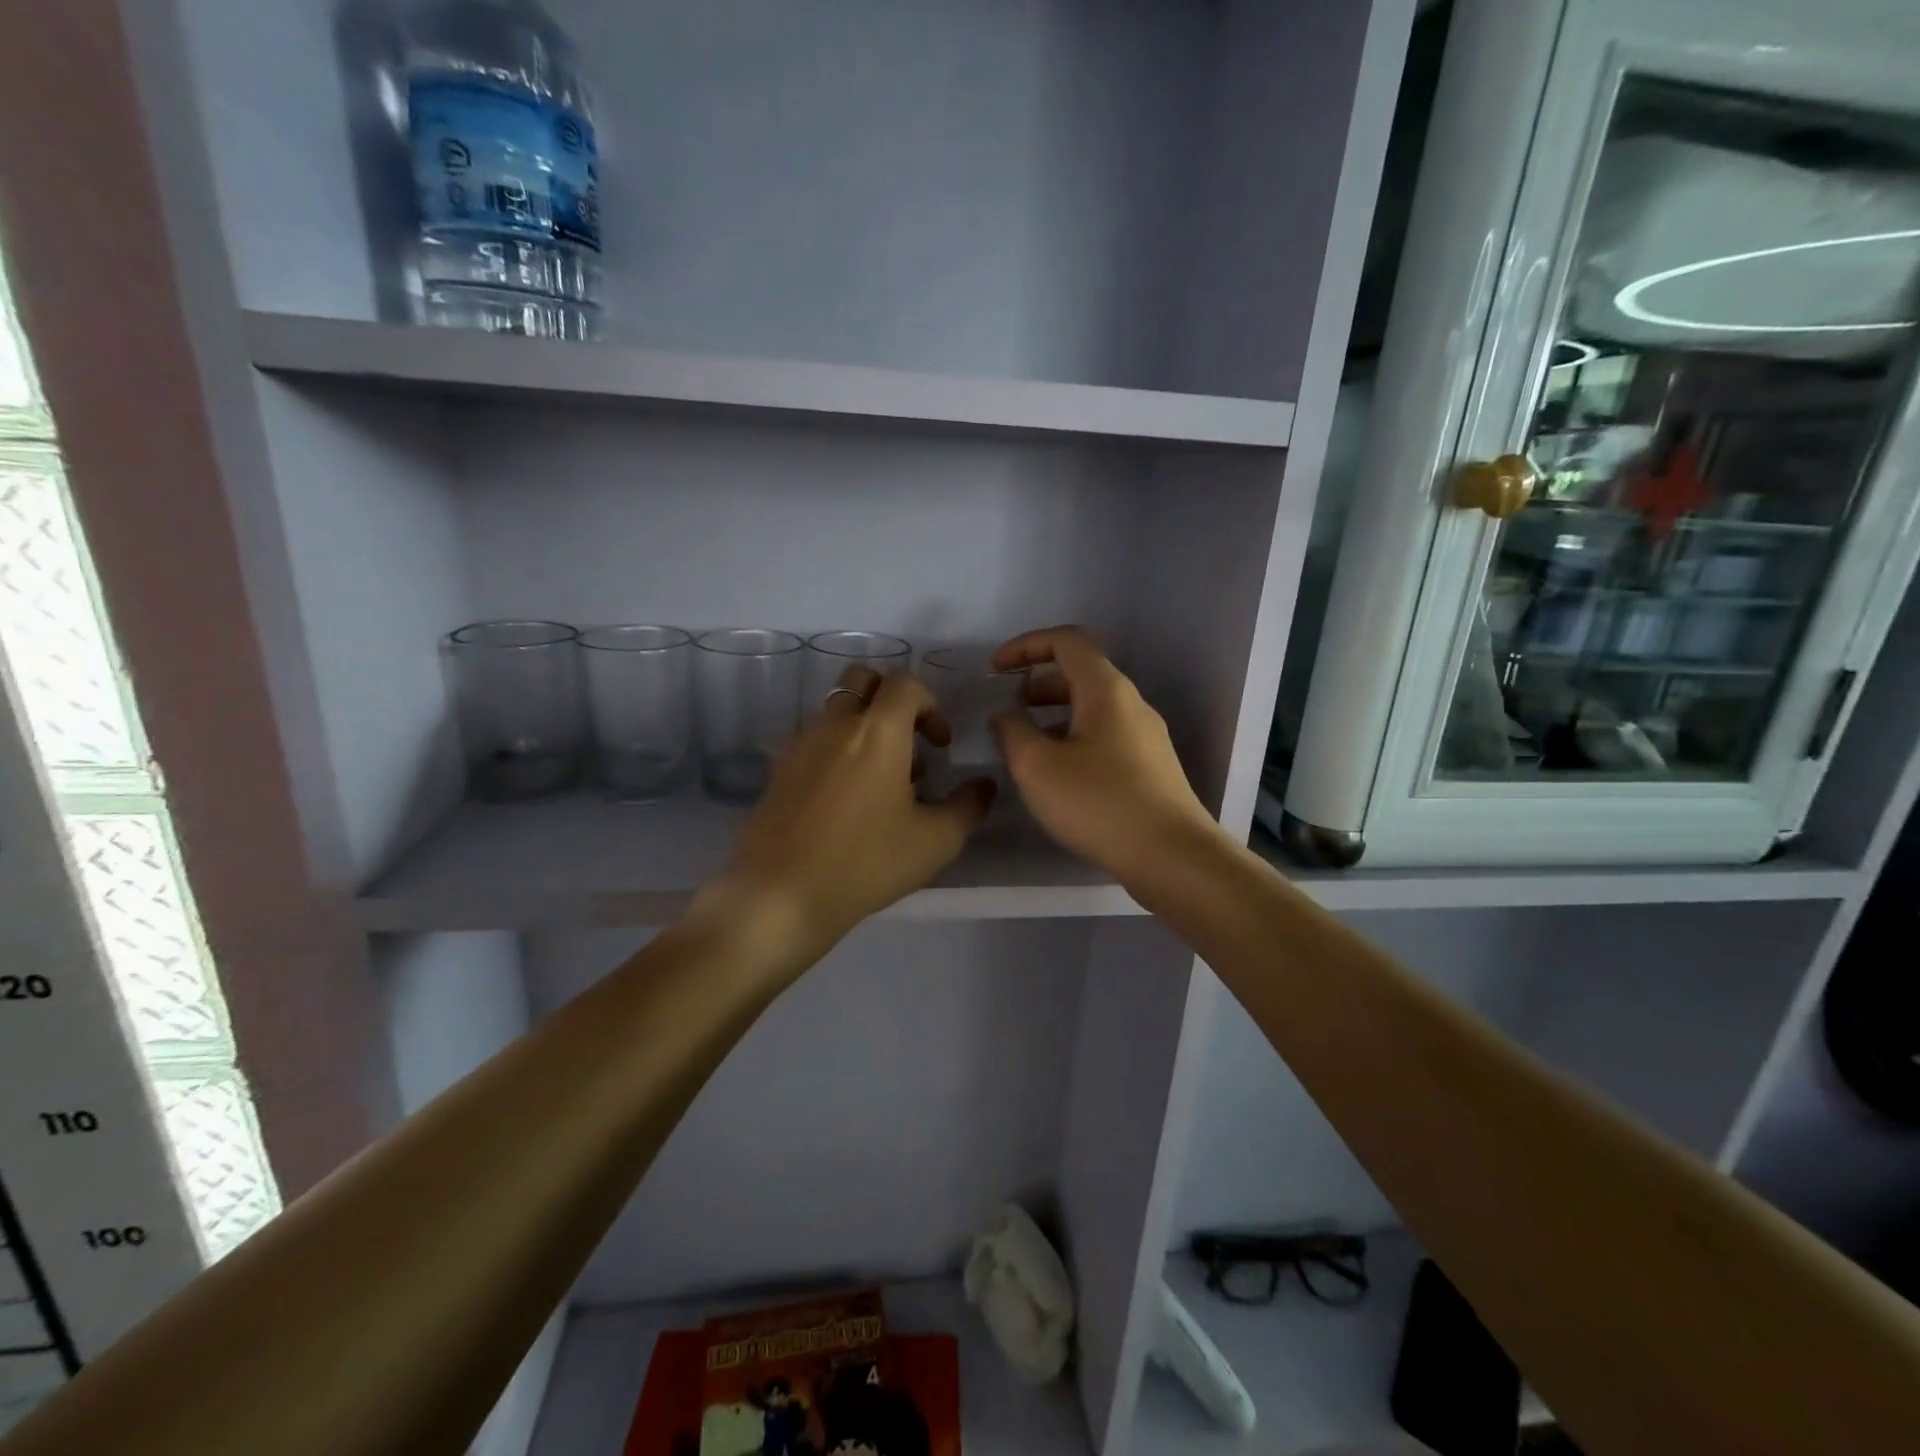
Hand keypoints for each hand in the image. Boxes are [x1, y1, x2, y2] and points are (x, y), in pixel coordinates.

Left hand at [713, 667, 994, 962]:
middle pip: (862, 679)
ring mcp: (800, 744)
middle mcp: (836, 724)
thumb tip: (984, 785)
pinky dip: (835, 748)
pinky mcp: (778, 769)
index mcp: (878, 731)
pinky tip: (844, 797)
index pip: (905, 683)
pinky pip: (813, 739)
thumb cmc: (866, 862)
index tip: (939, 745)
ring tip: (878, 776)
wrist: (781, 894)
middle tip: (907, 740)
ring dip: (862, 724)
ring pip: (835, 709)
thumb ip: (969, 805)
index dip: (931, 704)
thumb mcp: (936, 841)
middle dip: (891, 698)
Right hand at [990, 626, 1220, 883]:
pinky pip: (1104, 736)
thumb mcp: (1038, 766)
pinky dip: (1073, 738)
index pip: (1066, 641)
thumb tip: (1005, 716)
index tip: (996, 670)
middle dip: (1038, 683)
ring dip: (1055, 714)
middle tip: (1008, 707)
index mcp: (1106, 690)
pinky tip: (1057, 775)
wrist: (1171, 856)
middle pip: (1081, 673)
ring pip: (1093, 708)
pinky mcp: (1150, 767)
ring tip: (1025, 743)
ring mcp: (1145, 736)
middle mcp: (1131, 704)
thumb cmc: (1099, 803)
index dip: (1026, 645)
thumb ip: (1012, 731)